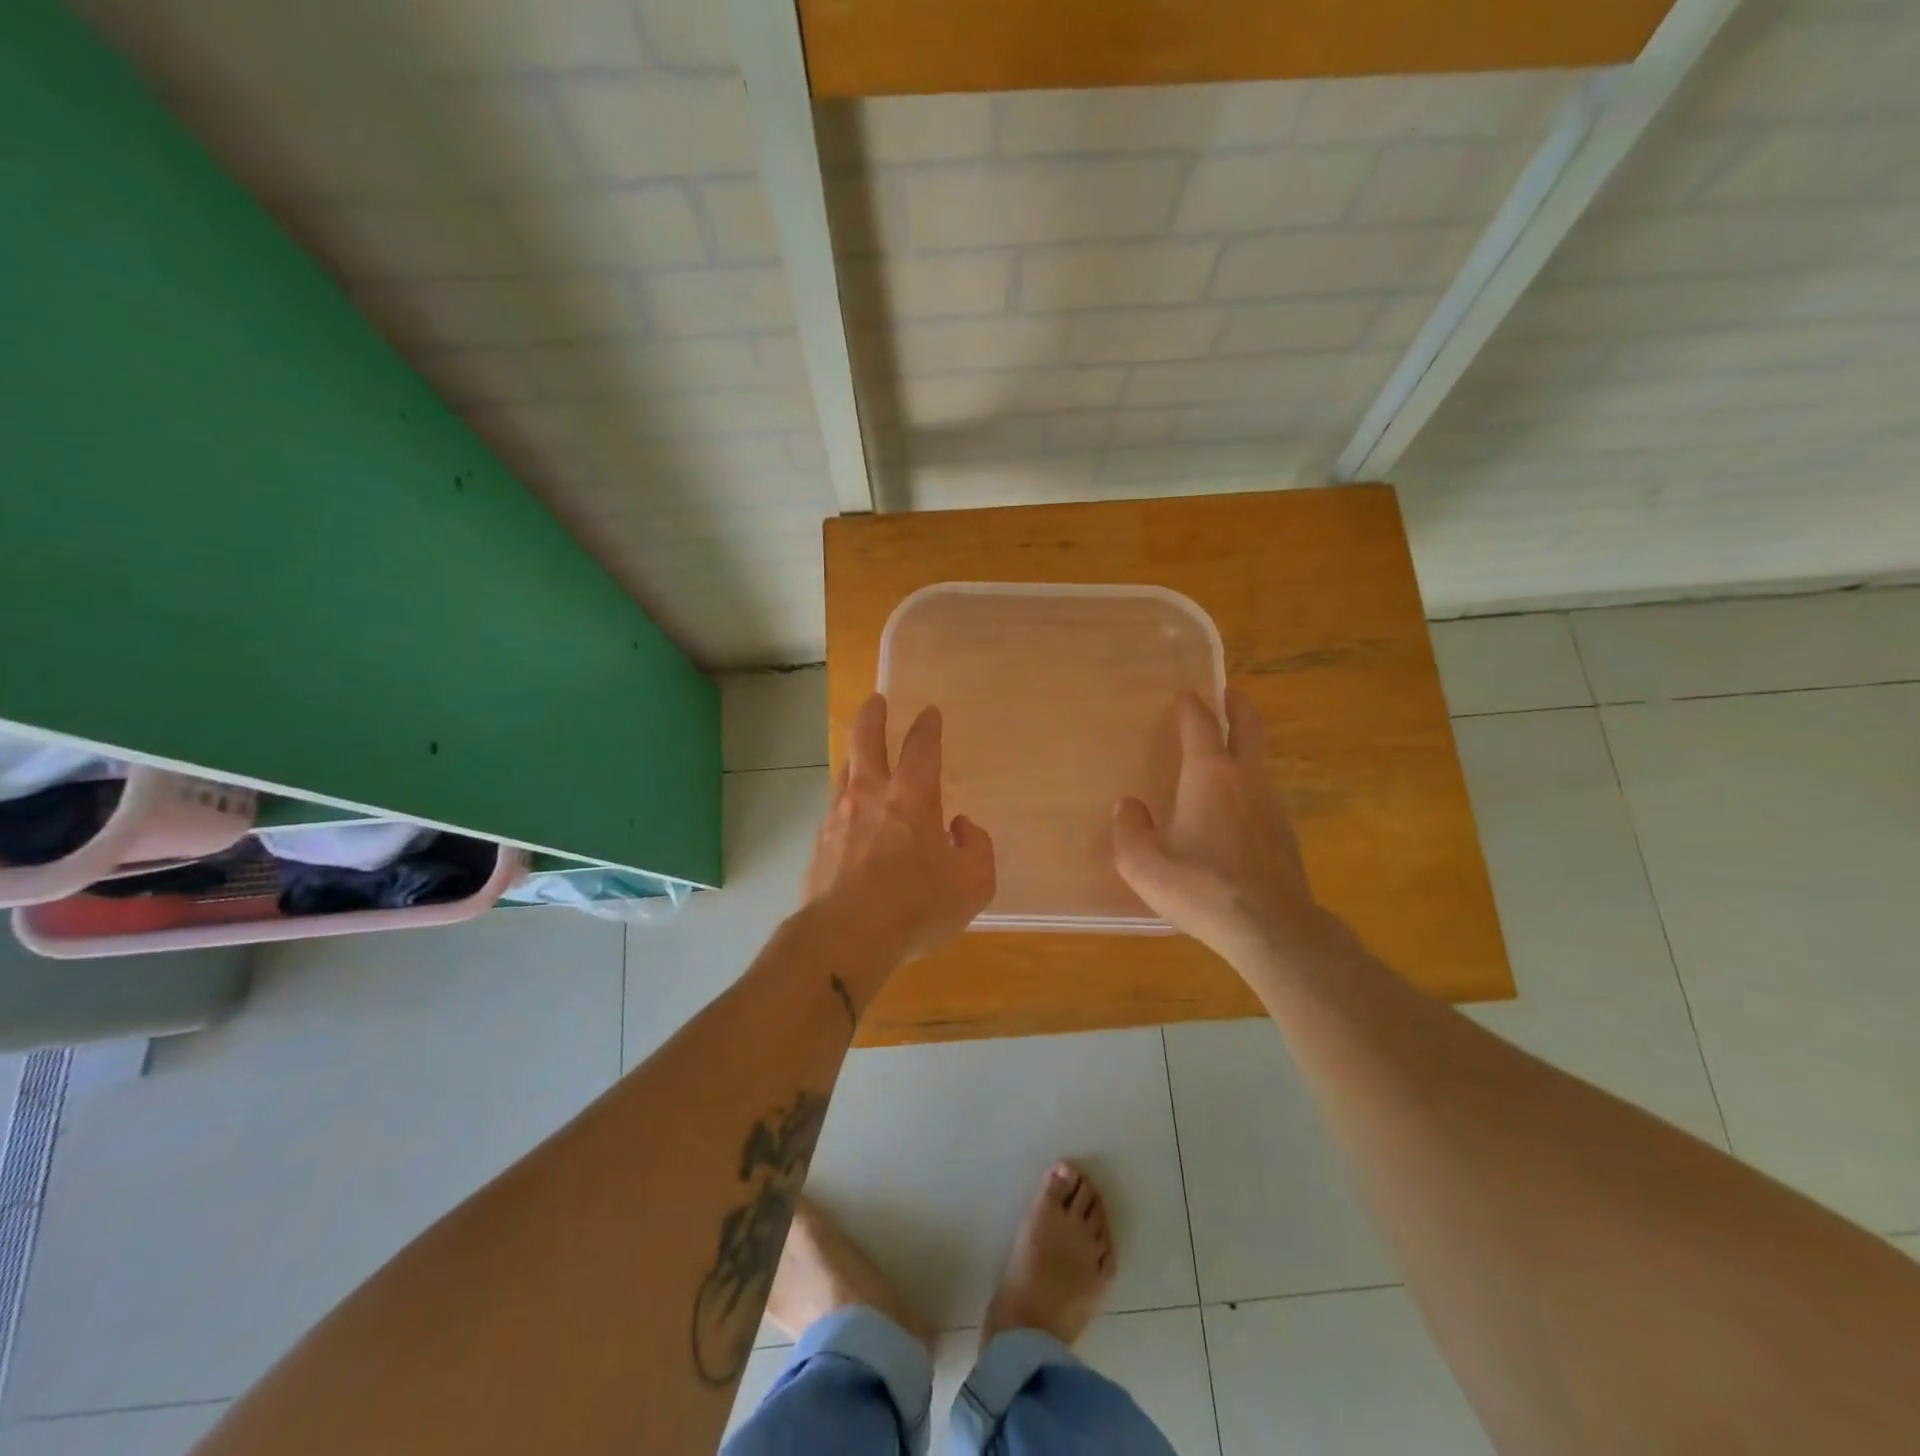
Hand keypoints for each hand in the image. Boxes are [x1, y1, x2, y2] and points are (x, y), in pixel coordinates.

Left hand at [803, 694, 995, 968]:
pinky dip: (846, 800)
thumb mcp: (972, 884)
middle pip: (866, 739)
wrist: (845, 937)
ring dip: (855, 756)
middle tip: (876, 701)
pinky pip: (835, 808)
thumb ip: (977, 849)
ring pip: (845, 770)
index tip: (929, 712)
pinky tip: (850, 815)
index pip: (922, 746)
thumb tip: (960, 828)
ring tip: (861, 755)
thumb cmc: (915, 907)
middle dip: (872, 715)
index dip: (928, 726)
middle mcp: (871, 795)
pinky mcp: (819, 843)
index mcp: (912, 797)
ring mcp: (838, 816)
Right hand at [1113, 690, 1325, 969]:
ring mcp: (1273, 805)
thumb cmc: (1202, 888)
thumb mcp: (1144, 864)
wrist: (1272, 929)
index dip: (1192, 706)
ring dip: (1247, 744)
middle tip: (1228, 694)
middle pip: (1248, 727)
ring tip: (1228, 750)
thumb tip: (1128, 807)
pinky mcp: (1286, 833)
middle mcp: (1246, 779)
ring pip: (1261, 760)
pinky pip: (1265, 792)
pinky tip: (1237, 805)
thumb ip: (1129, 830)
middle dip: (1238, 706)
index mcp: (1210, 775)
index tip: (1185, 694)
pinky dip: (1251, 782)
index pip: (1202, 725)